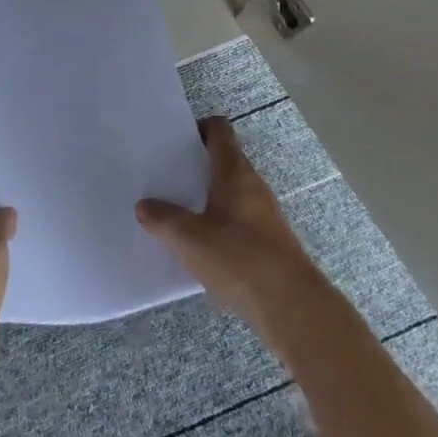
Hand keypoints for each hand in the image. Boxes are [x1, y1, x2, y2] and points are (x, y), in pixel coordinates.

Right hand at [137, 117, 320, 323]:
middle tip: (163, 175)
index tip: (172, 140)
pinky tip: (196, 245)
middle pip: (222, 161)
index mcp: (234, 172)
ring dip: (204, 196)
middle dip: (193, 165)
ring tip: (172, 210)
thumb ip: (163, 219)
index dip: (196, 128)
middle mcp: (252, 186)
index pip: (219, 130)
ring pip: (228, 192)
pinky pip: (235, 220)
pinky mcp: (267, 242)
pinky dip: (216, 223)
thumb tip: (144, 206)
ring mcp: (263, 215)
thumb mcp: (189, 238)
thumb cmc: (240, 259)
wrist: (293, 309)